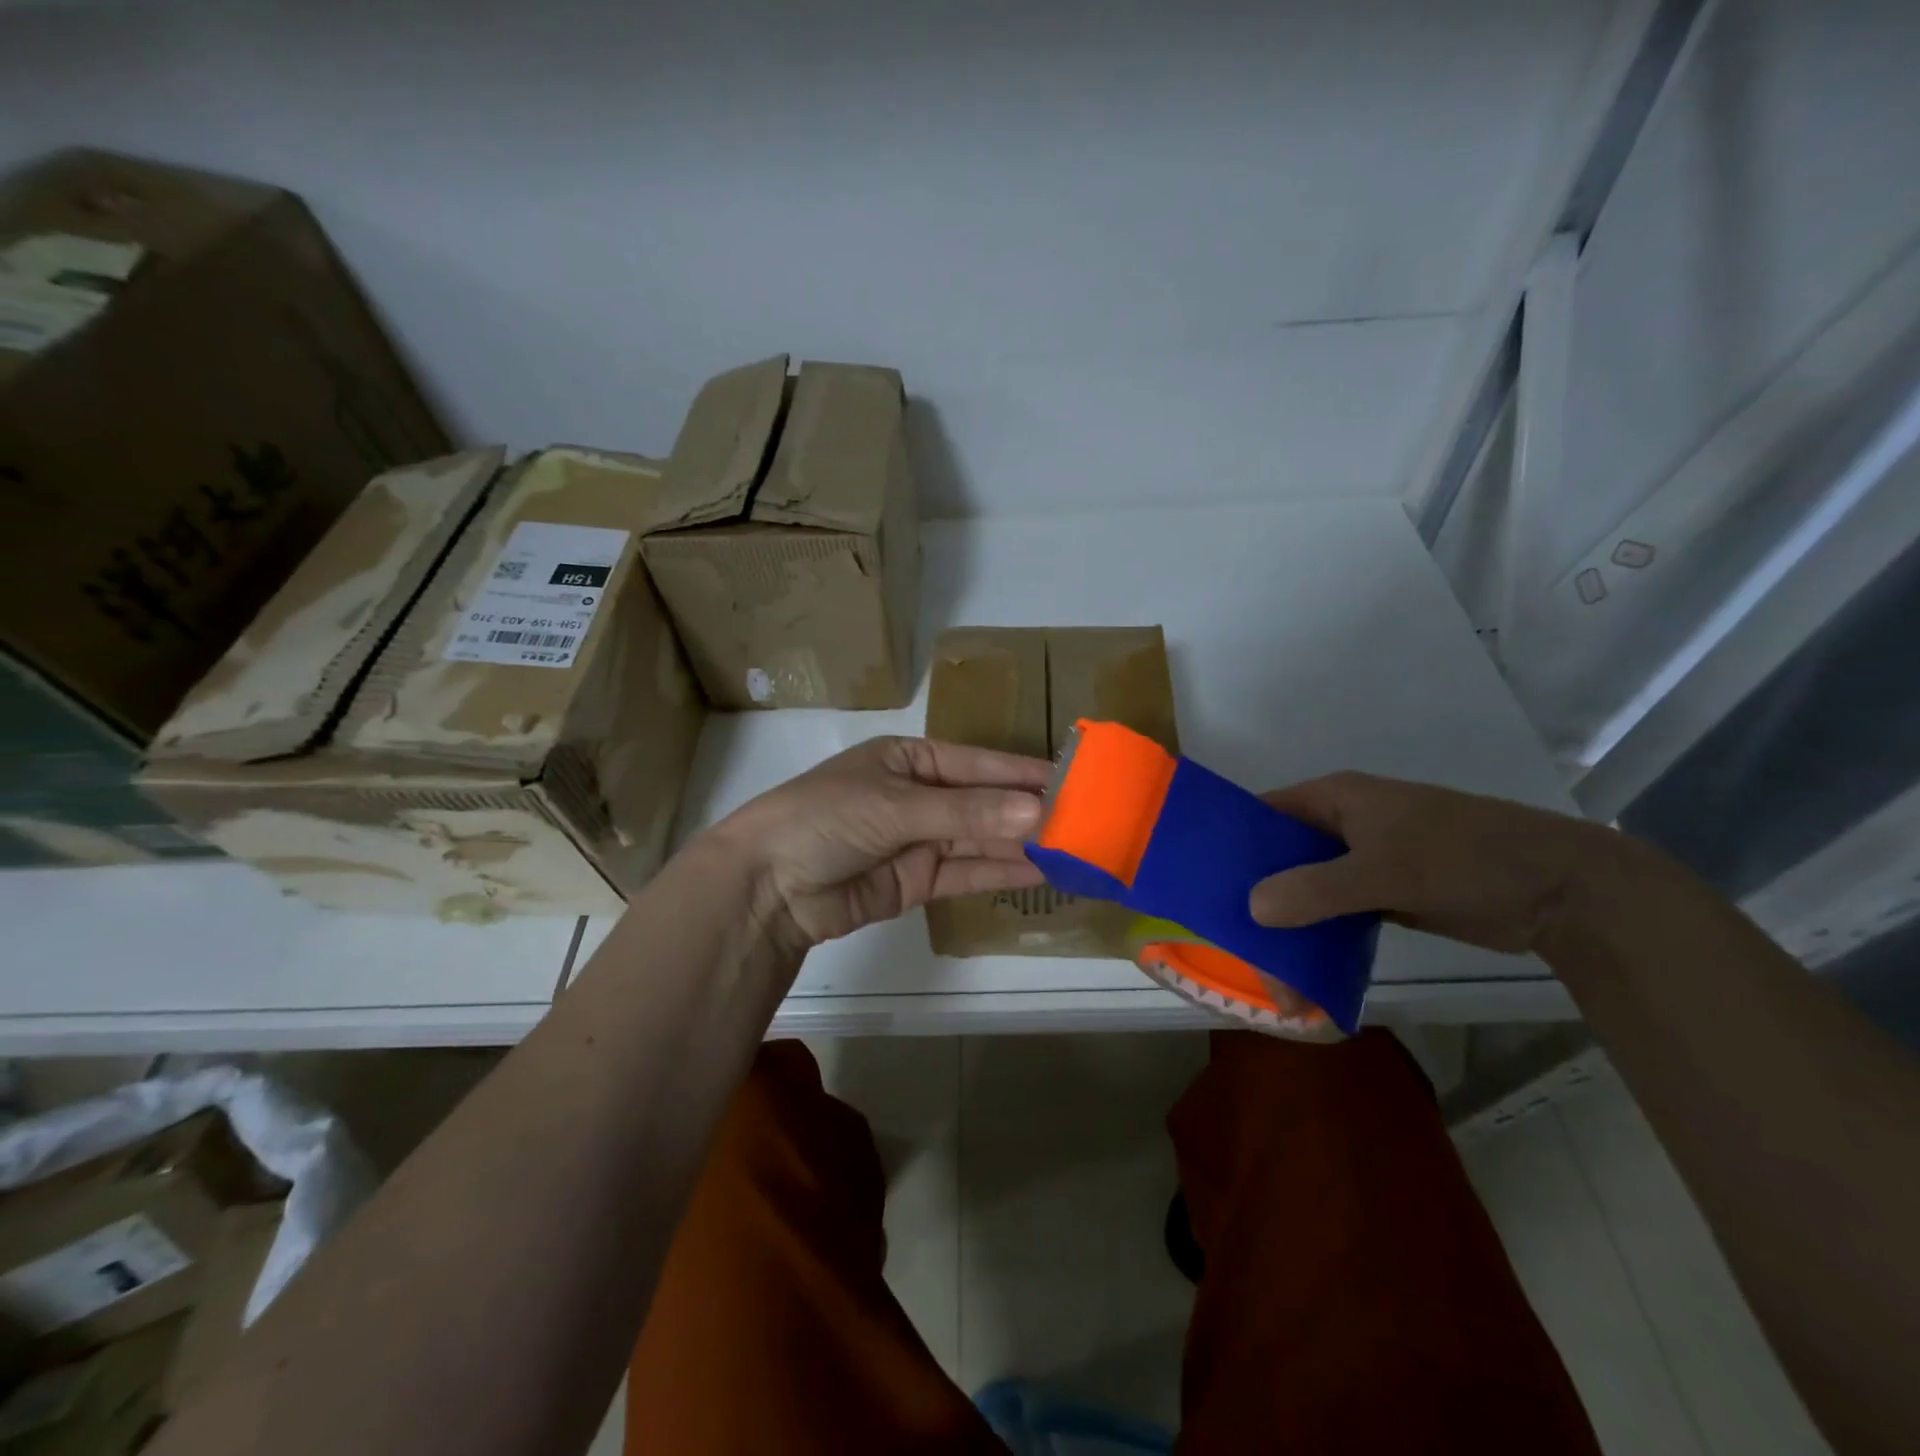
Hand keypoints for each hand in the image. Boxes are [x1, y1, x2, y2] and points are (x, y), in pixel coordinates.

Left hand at [713, 736, 1051, 946]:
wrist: (767, 885)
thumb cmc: (826, 819)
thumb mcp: (896, 805)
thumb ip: (967, 811)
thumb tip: (1037, 810)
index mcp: (909, 759)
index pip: (977, 763)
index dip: (1022, 772)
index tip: (1071, 778)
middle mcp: (918, 796)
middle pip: (983, 802)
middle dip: (1028, 811)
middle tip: (1084, 819)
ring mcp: (919, 840)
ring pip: (980, 839)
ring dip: (1021, 844)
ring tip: (1072, 848)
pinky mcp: (917, 881)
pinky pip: (966, 872)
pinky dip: (999, 873)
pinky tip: (1038, 872)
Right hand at [1248, 772, 1609, 953]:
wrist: (1560, 889)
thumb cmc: (1464, 856)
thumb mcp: (1385, 869)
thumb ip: (1316, 888)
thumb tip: (1252, 909)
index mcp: (1336, 799)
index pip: (1264, 812)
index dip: (1232, 841)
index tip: (1202, 879)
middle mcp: (1343, 825)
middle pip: (1282, 856)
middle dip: (1258, 895)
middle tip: (1233, 940)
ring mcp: (1366, 860)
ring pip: (1309, 888)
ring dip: (1290, 923)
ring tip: (1268, 969)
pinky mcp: (1388, 893)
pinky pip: (1338, 912)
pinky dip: (1320, 935)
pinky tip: (1303, 967)